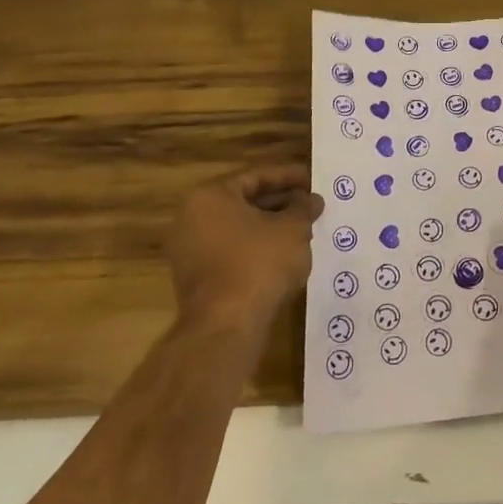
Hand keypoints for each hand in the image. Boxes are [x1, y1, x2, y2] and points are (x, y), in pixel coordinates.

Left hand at [168, 165, 323, 330]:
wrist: (225, 326)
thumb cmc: (259, 263)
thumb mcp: (292, 229)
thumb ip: (302, 208)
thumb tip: (310, 200)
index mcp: (210, 196)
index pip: (256, 177)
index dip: (289, 177)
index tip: (313, 180)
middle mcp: (191, 218)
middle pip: (245, 202)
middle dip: (281, 203)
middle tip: (310, 205)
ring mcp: (189, 251)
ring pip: (239, 229)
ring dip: (271, 227)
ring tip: (304, 229)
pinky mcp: (196, 279)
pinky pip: (232, 252)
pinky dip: (257, 249)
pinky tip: (284, 255)